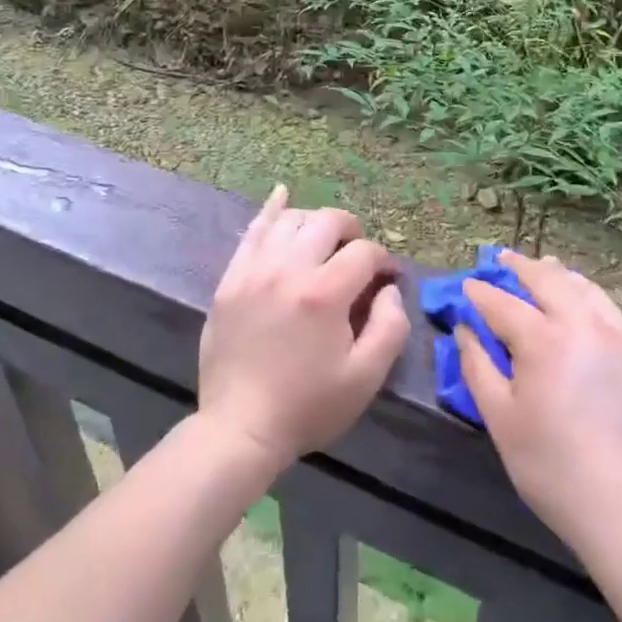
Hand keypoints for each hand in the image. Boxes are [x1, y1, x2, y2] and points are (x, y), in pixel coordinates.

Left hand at [196, 186, 410, 472]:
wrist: (240, 427)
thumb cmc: (308, 405)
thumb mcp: (365, 377)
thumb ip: (390, 325)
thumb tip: (388, 286)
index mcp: (324, 293)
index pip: (365, 253)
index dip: (384, 261)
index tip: (387, 280)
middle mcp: (288, 268)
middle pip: (328, 222)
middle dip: (352, 231)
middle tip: (358, 255)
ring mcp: (254, 269)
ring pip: (291, 219)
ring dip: (315, 222)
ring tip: (324, 241)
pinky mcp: (231, 277)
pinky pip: (253, 230)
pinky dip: (271, 210)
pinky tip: (282, 195)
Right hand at [455, 250, 621, 568]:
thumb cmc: (555, 470)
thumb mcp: (501, 421)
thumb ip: (478, 367)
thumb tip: (466, 329)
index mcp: (544, 340)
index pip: (502, 303)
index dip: (479, 293)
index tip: (465, 286)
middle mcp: (583, 325)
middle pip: (547, 280)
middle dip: (519, 267)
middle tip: (501, 259)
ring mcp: (620, 338)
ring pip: (584, 288)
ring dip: (557, 273)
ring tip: (543, 266)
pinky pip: (610, 309)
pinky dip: (588, 294)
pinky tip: (583, 301)